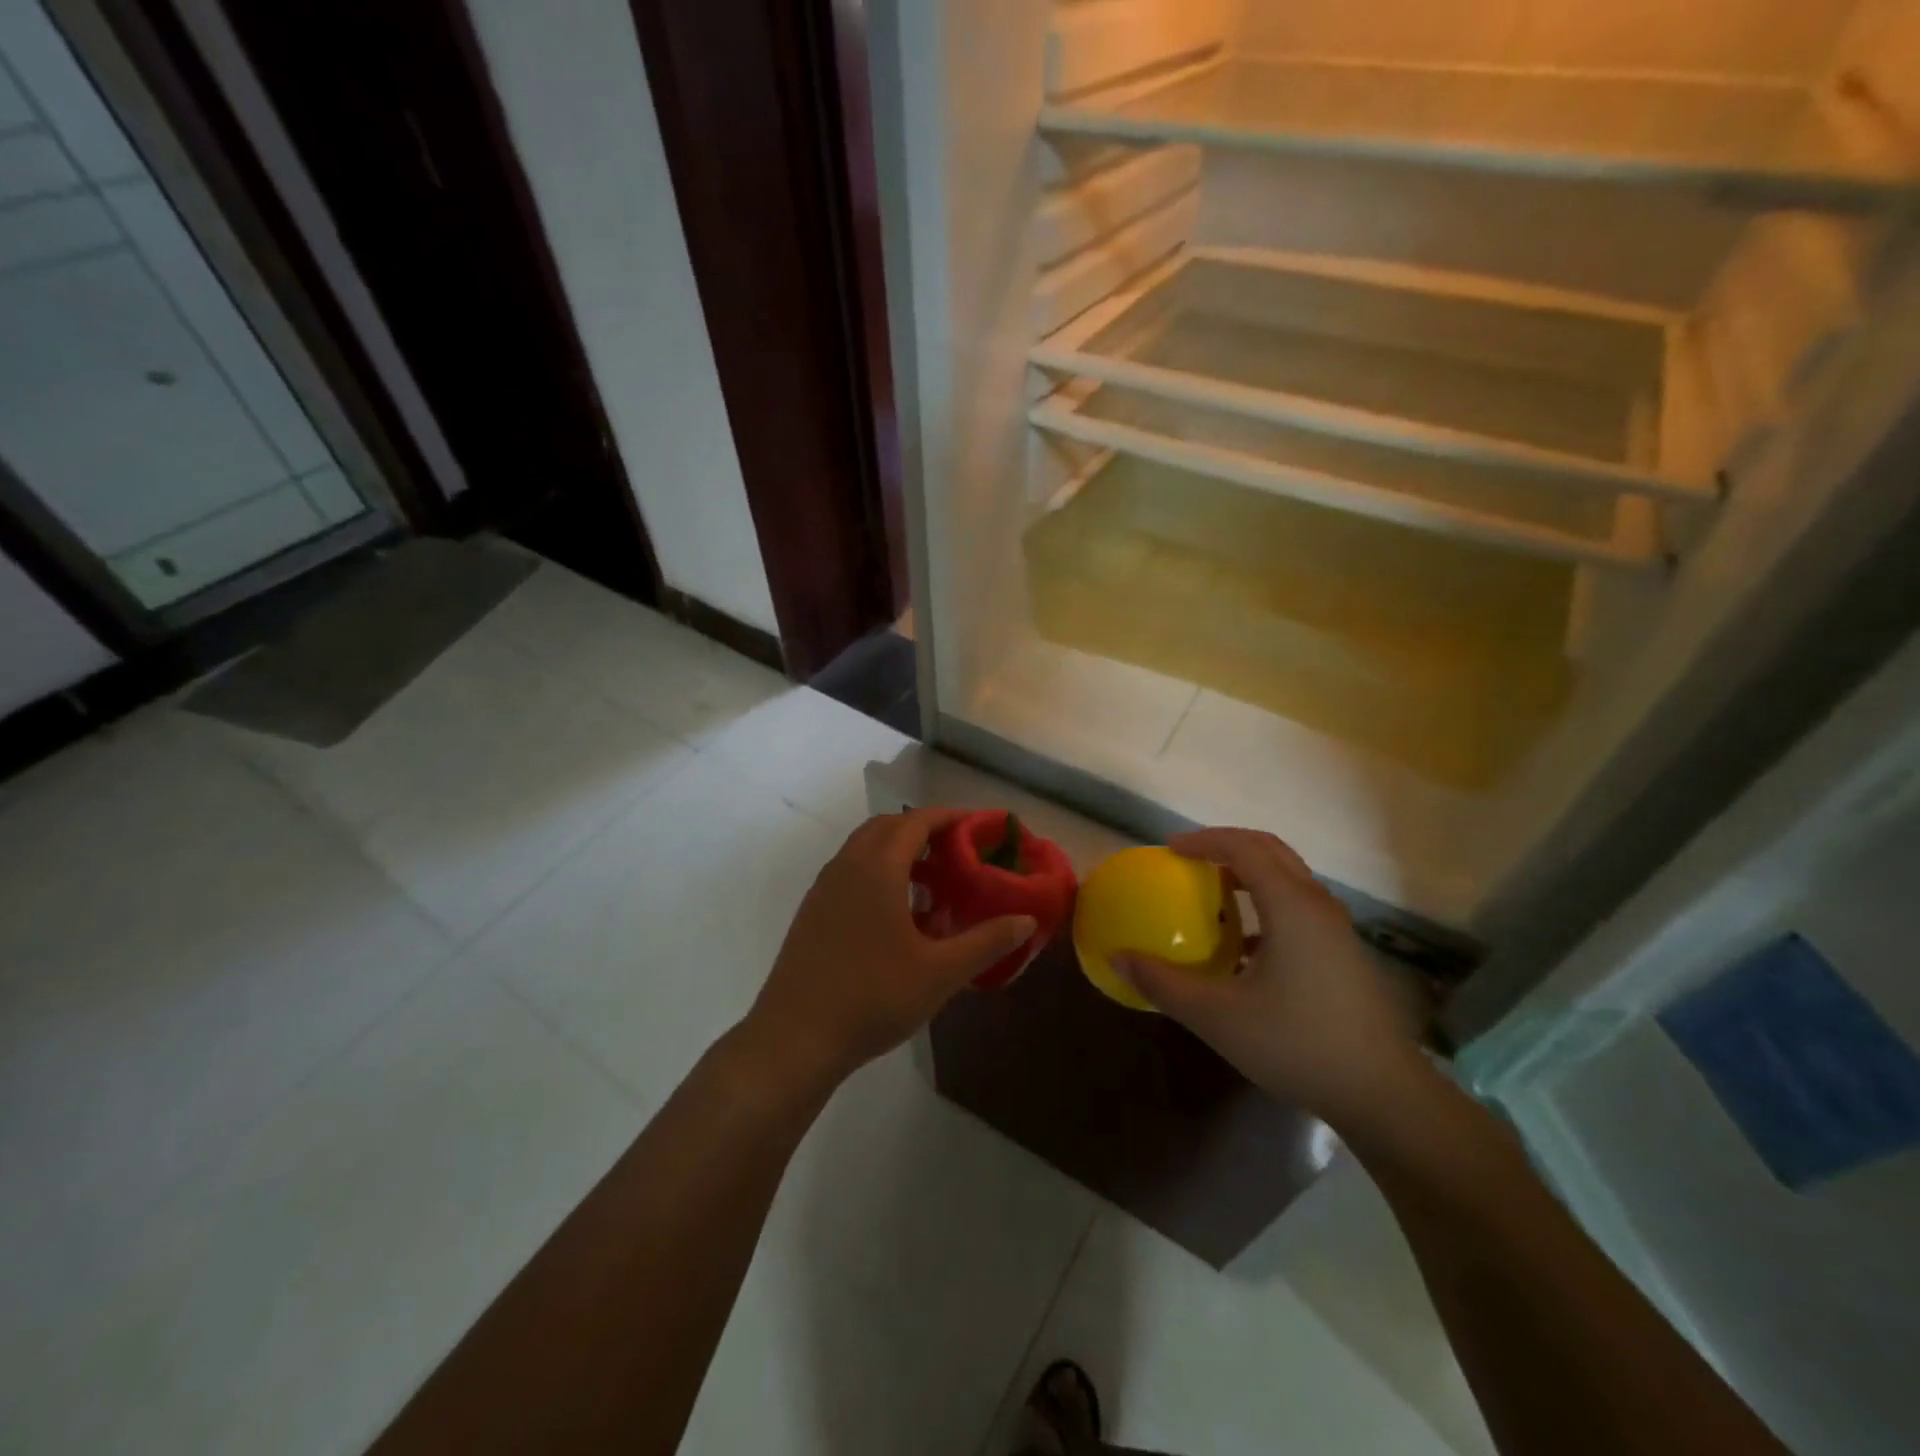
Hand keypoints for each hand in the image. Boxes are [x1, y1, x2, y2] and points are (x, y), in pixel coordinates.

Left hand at [739, 808, 1037, 1094]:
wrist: (795, 1038)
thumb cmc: (872, 997)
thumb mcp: (940, 972)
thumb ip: (986, 941)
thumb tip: (1026, 920)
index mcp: (877, 868)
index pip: (916, 821)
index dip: (950, 817)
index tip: (980, 826)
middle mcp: (847, 866)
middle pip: (888, 827)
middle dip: (924, 830)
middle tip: (958, 852)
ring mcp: (824, 888)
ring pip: (865, 849)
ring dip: (899, 853)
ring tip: (933, 883)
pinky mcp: (812, 912)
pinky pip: (850, 872)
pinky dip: (878, 873)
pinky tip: (897, 915)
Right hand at [1113, 827, 1426, 1125]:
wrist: (1383, 1094)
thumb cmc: (1297, 1044)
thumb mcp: (1217, 1016)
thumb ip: (1163, 983)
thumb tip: (1117, 958)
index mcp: (1290, 906)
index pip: (1244, 847)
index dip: (1203, 840)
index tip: (1169, 850)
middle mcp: (1316, 904)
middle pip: (1270, 851)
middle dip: (1226, 845)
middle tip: (1187, 860)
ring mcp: (1335, 929)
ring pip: (1288, 877)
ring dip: (1248, 873)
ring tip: (1211, 894)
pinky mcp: (1342, 952)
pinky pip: (1298, 905)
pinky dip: (1265, 902)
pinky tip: (1244, 946)